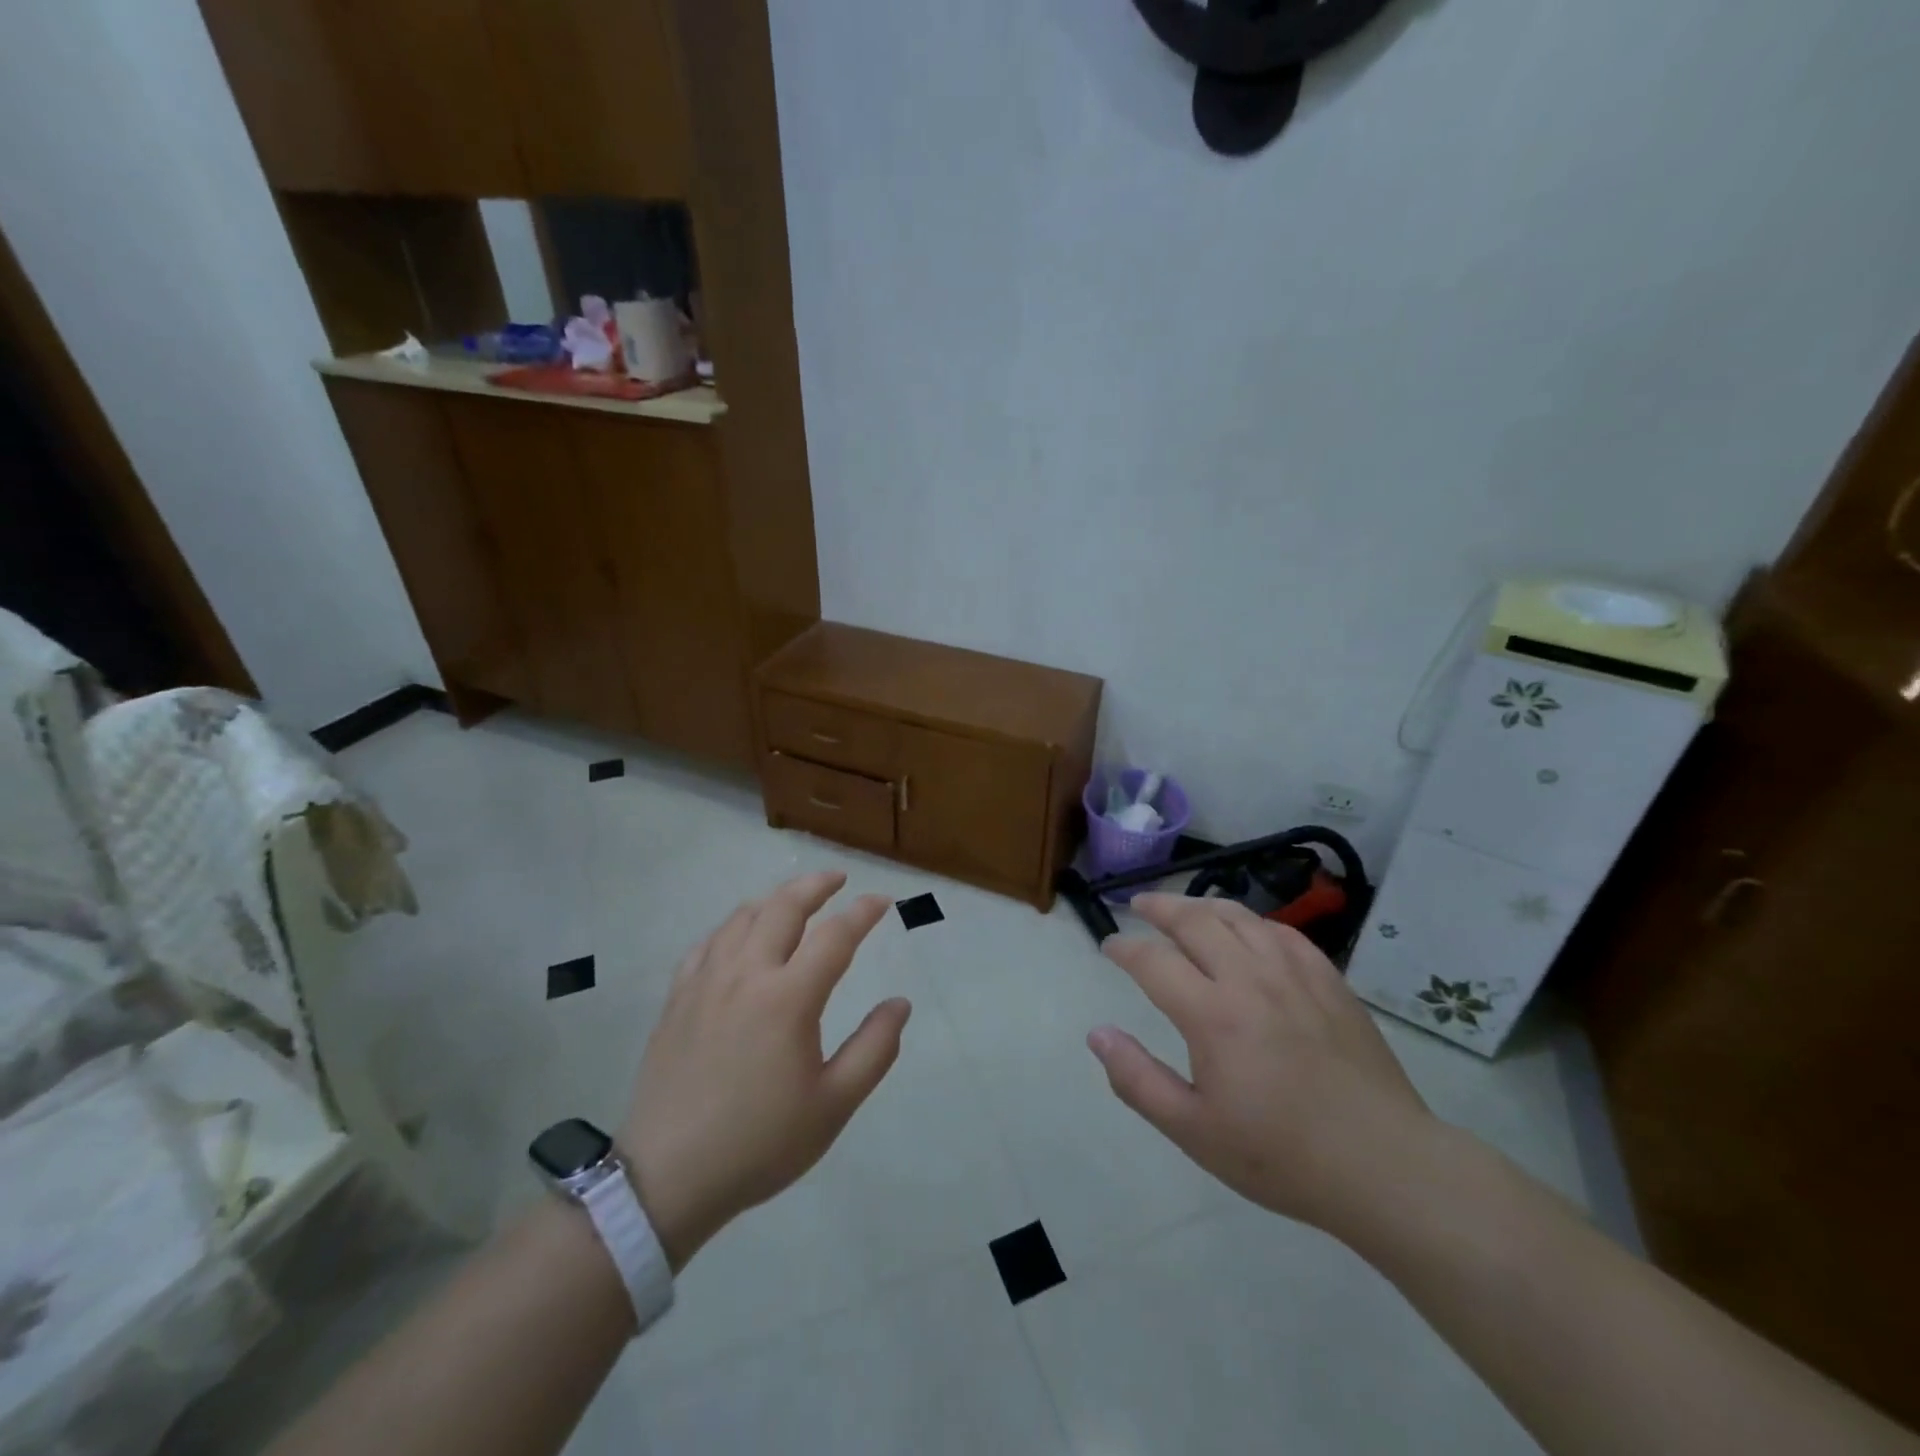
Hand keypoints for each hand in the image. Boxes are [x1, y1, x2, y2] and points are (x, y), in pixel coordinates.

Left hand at [620, 872, 909, 1269]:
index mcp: (788, 997)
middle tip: (837, 880)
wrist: (668, 1176)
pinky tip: (738, 936)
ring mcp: (706, 982)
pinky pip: (707, 943)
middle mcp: (747, 974)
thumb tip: (900, 1004)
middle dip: (816, 886)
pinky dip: (732, 927)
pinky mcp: (677, 999)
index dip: (863, 913)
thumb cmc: (759, 1142)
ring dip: (774, 900)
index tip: (883, 901)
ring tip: (793, 900)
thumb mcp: (833, 1105)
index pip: (835, 936)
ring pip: (742, 918)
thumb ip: (874, 1049)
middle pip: (783, 908)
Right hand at [1089, 893, 1435, 1235]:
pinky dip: (1252, 922)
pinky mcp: (1329, 980)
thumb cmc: (1280, 1155)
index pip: (1153, 961)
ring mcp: (1294, 974)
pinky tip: (1247, 930)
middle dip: (1159, 907)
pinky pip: (1282, 932)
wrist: (1384, 1166)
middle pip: (1195, 920)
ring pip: (1239, 917)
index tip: (1110, 948)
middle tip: (1138, 906)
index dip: (1124, 948)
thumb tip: (1097, 1034)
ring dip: (1203, 905)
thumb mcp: (1194, 1131)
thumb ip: (1137, 1080)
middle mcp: (1250, 979)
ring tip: (1184, 908)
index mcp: (1212, 1015)